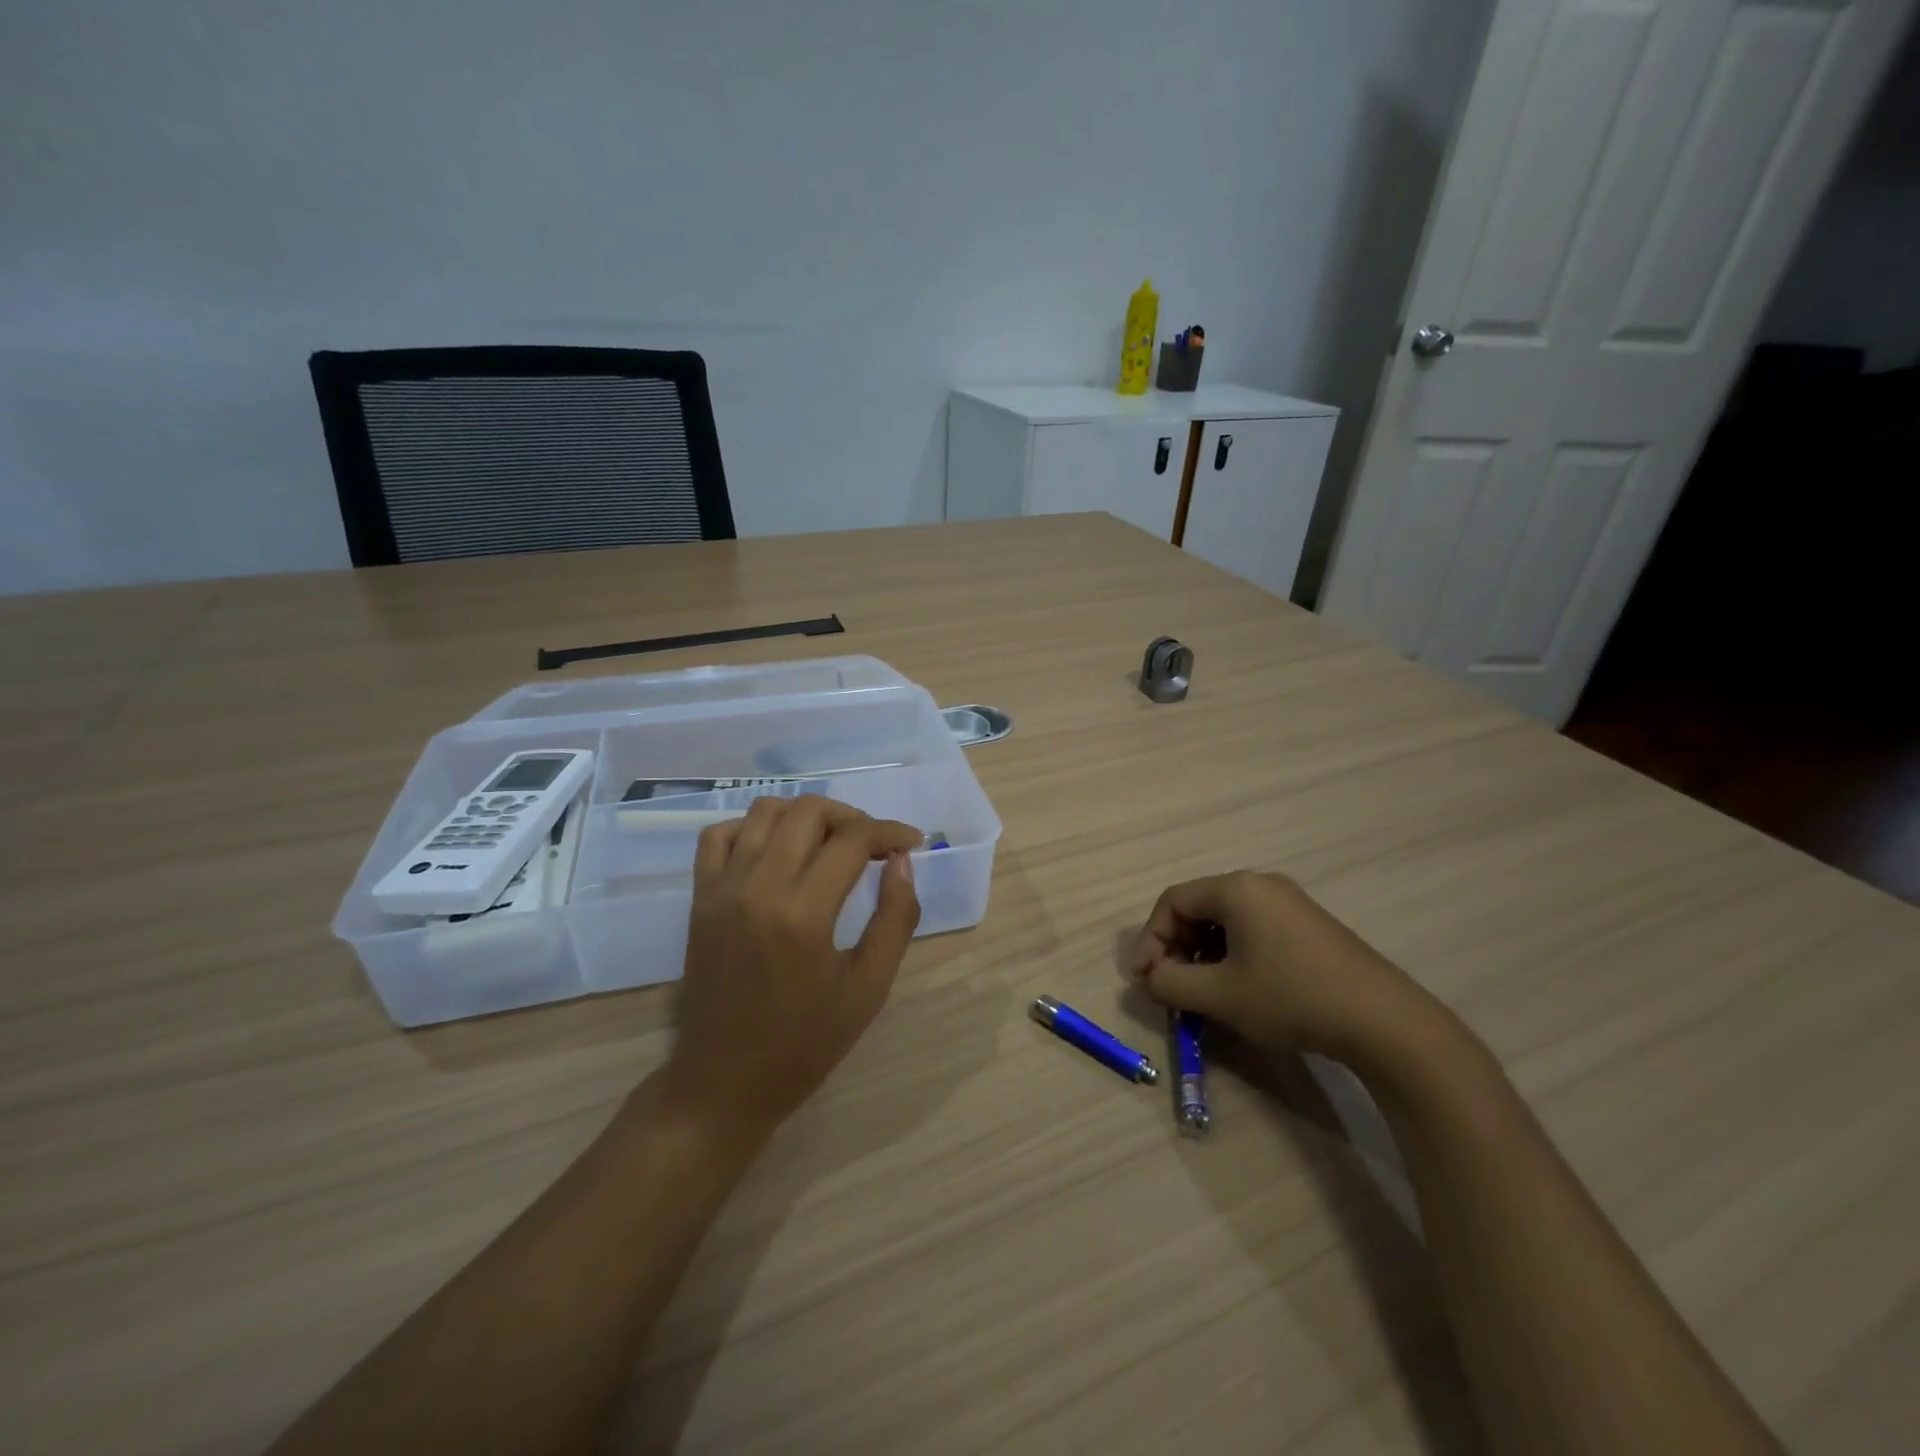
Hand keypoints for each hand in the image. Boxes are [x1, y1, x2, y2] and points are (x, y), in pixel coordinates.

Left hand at [662, 796, 921, 1144]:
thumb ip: (895, 918)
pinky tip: (777, 851)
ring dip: (806, 816)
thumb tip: (903, 862)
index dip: (890, 832)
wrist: (724, 1083)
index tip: (911, 843)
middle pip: (808, 811)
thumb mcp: (868, 988)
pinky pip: (720, 835)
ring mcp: (722, 888)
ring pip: (764, 811)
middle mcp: (758, 886)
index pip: (853, 839)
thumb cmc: (805, 1043)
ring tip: (830, 843)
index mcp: (803, 913)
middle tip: (874, 845)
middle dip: (852, 817)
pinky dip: (753, 828)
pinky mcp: (700, 898)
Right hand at [1129, 871, 1452, 1071]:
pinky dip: (1233, 952)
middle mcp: (1262, 884)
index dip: (1150, 939)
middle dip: (1177, 946)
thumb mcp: (1219, 996)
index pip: (1173, 902)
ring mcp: (1291, 902)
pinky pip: (1254, 928)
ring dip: (1203, 952)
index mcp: (1236, 889)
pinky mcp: (1311, 925)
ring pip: (1226, 919)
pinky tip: (1241, 986)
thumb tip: (1151, 977)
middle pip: (1199, 907)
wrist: (1383, 1021)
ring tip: (1204, 990)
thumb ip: (1171, 984)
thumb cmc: (1291, 998)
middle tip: (1172, 985)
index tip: (1144, 978)